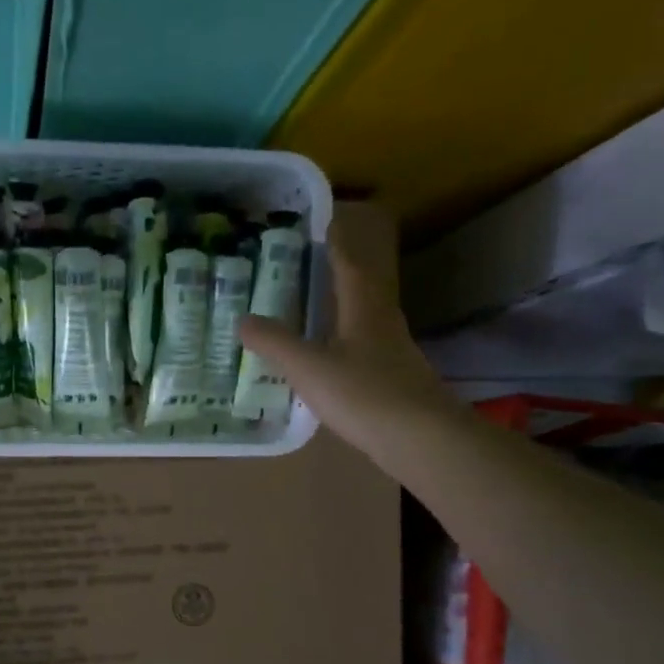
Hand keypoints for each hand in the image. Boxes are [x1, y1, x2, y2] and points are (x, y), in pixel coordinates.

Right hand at [237, 205, 448, 454]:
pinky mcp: (395, 382)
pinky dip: (345, 345)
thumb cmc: (364, 393)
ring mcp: (393, 354)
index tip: (326, 224)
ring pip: (365, 321)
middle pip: (363, 290)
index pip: (349, 267)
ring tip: (317, 309)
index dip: (337, 245)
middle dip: (340, 275)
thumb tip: (243, 318)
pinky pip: (365, 351)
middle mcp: (383, 324)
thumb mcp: (309, 367)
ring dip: (344, 310)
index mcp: (364, 310)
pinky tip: (332, 360)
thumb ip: (275, 343)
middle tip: (315, 264)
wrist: (420, 439)